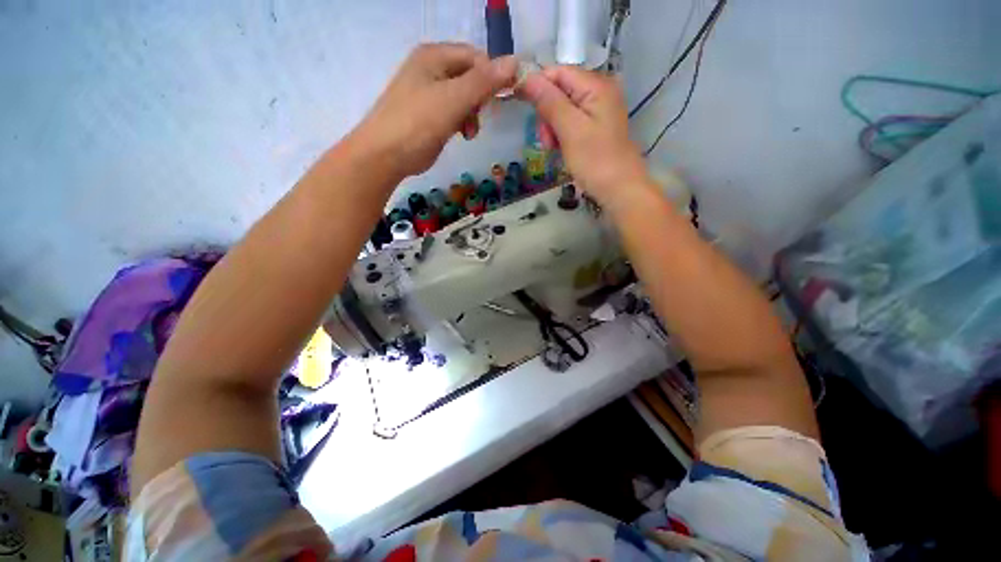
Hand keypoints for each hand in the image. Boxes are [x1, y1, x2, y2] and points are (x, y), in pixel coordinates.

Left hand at [355, 43, 516, 178]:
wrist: (385, 154)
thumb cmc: (418, 123)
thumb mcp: (453, 99)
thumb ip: (483, 81)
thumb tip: (515, 62)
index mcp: (434, 56)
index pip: (476, 56)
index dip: (493, 75)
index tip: (502, 99)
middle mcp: (431, 68)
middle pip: (470, 76)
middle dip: (480, 98)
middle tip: (480, 116)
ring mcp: (428, 92)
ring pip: (464, 96)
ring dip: (472, 113)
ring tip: (469, 132)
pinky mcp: (429, 113)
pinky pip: (454, 110)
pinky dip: (462, 121)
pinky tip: (461, 134)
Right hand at [519, 66, 649, 207]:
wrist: (619, 189)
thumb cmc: (595, 160)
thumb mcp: (569, 130)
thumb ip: (549, 101)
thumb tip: (525, 76)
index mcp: (596, 85)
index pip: (558, 72)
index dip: (537, 85)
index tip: (520, 105)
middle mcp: (598, 91)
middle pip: (559, 91)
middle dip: (546, 113)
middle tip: (547, 140)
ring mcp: (597, 111)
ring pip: (562, 109)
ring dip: (552, 128)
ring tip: (554, 148)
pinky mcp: (594, 127)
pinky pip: (570, 123)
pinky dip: (561, 135)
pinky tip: (561, 149)